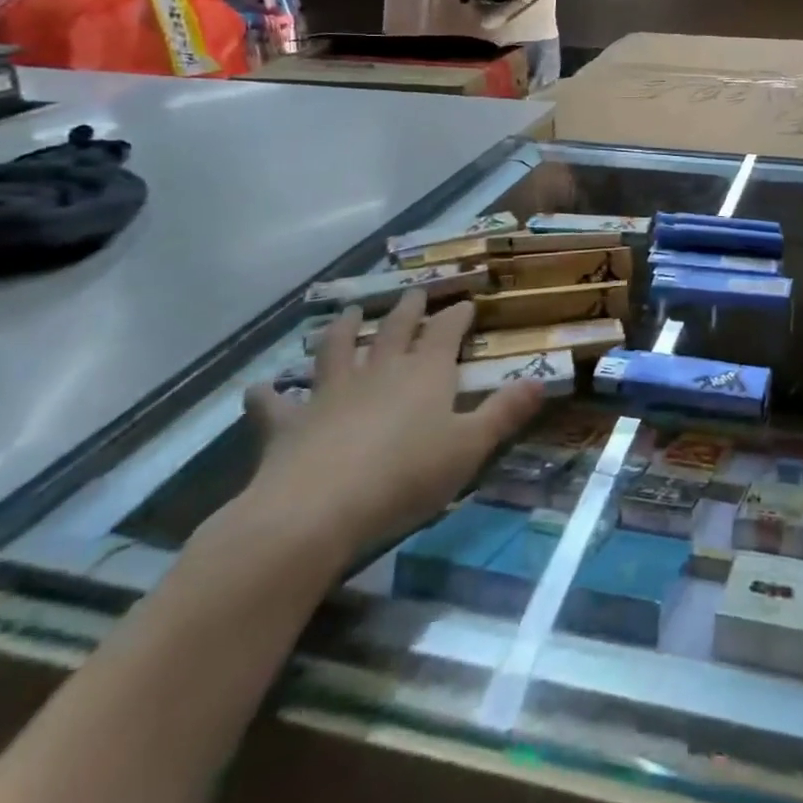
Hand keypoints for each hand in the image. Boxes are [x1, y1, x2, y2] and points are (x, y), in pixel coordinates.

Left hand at [241, 291, 543, 561]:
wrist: (317, 510)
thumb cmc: (406, 476)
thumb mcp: (469, 447)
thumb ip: (504, 412)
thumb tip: (542, 380)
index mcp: (425, 373)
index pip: (446, 332)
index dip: (457, 316)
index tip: (466, 303)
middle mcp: (379, 371)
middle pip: (395, 329)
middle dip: (408, 309)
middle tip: (414, 293)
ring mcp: (331, 393)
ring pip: (337, 349)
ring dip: (342, 329)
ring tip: (345, 313)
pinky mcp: (288, 423)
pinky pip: (274, 403)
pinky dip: (268, 394)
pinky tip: (261, 389)